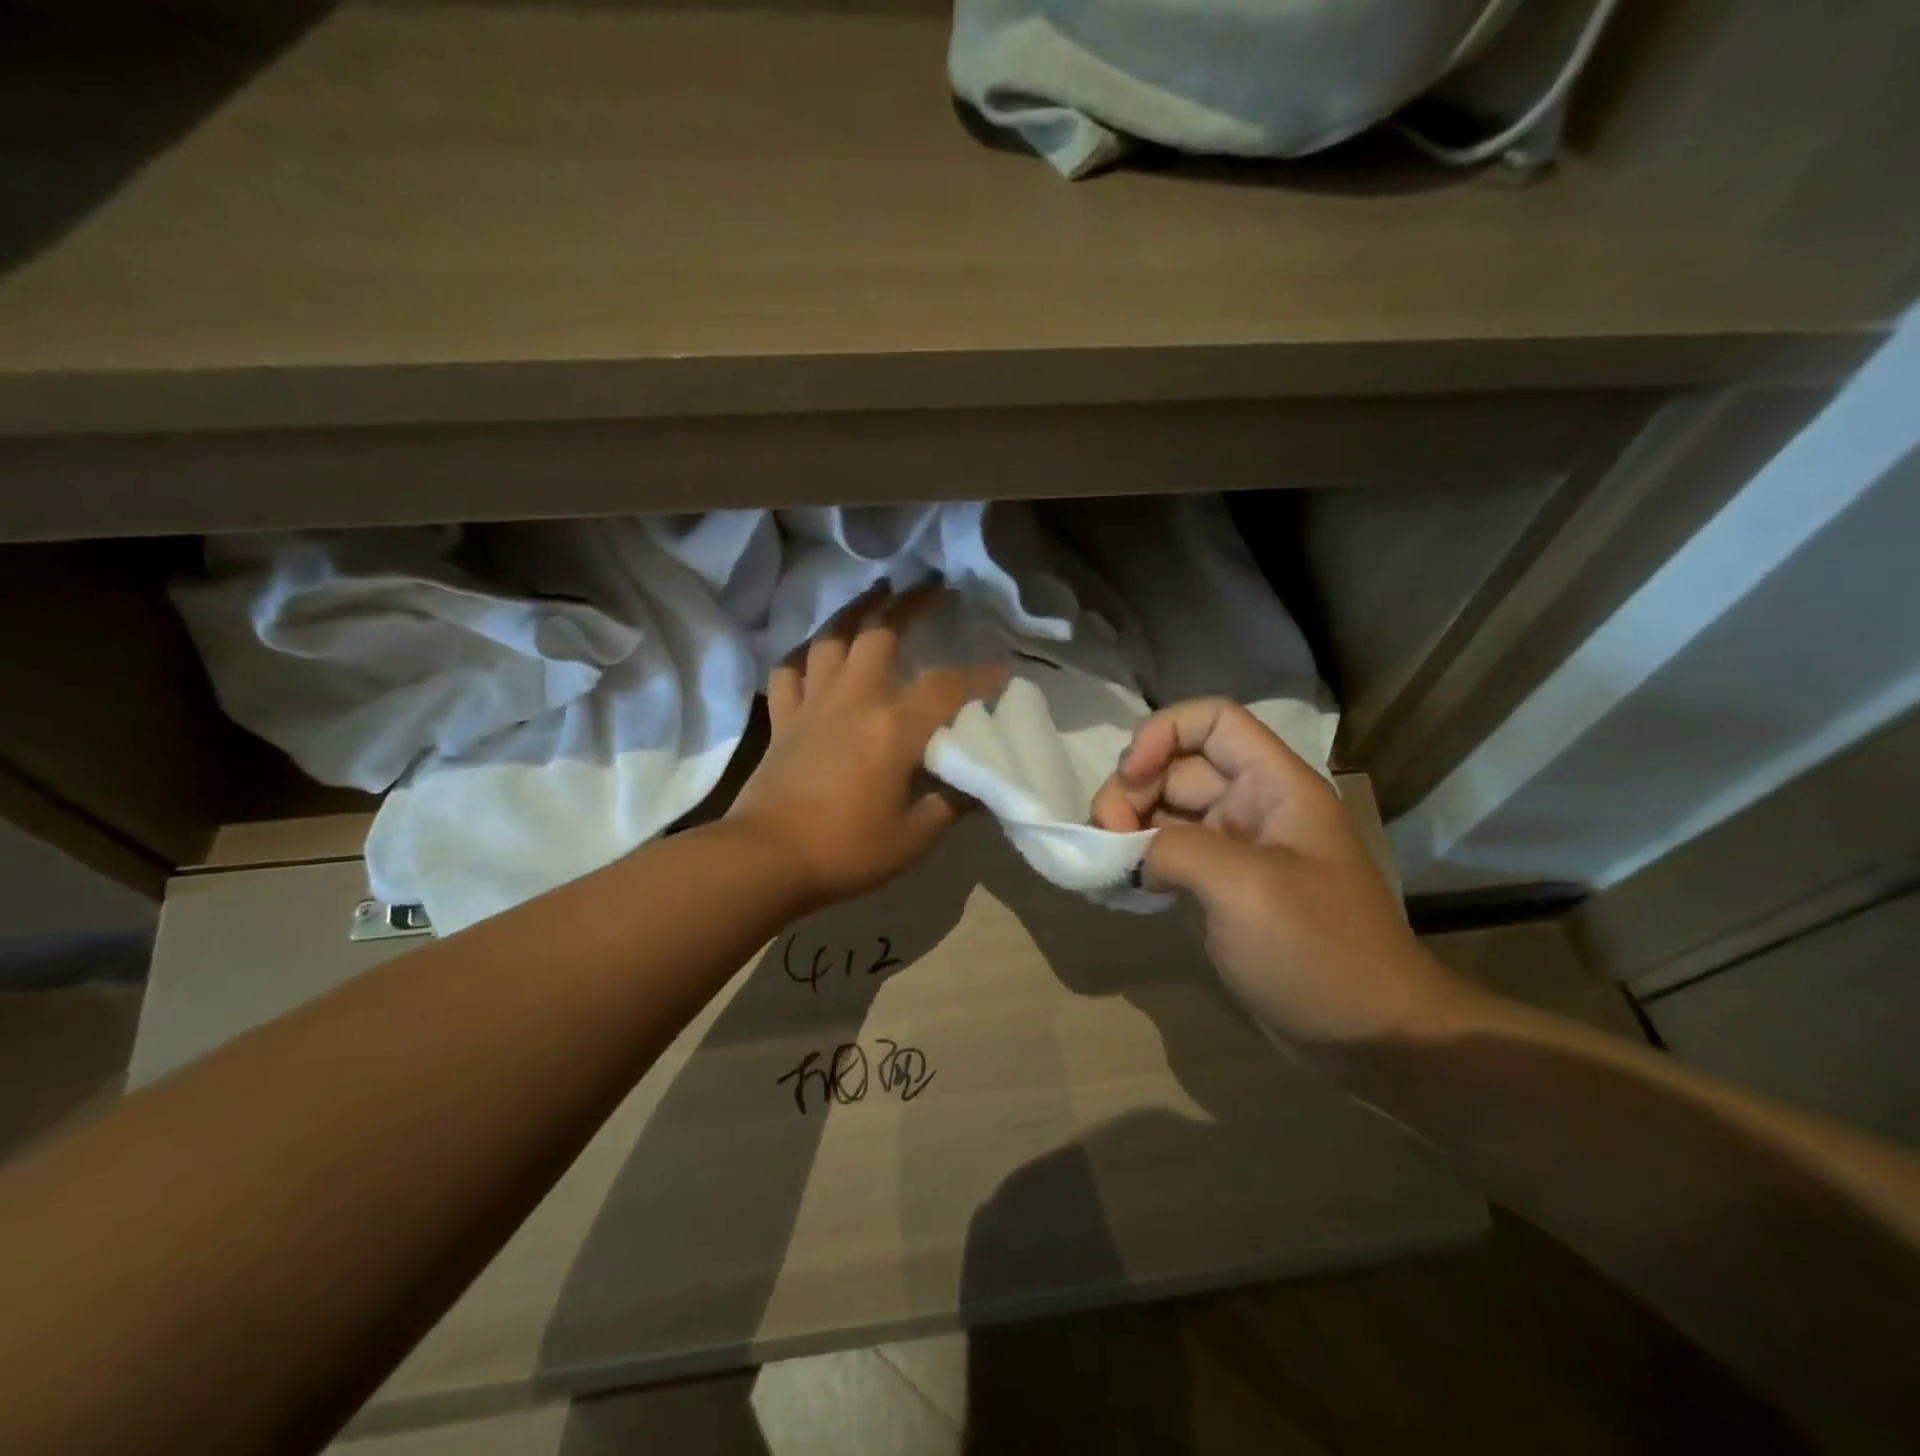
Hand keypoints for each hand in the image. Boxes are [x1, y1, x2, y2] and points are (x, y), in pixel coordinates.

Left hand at [730, 588, 1007, 911]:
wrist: (766, 859)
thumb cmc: (846, 851)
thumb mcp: (914, 837)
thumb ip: (951, 804)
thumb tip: (978, 784)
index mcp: (893, 727)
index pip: (946, 686)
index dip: (979, 676)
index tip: (1002, 672)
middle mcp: (853, 700)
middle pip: (880, 633)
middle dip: (908, 603)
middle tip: (928, 586)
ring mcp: (812, 705)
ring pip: (830, 640)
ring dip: (853, 611)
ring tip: (872, 595)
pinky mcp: (782, 720)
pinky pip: (788, 673)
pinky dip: (803, 658)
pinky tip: (814, 656)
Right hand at [1091, 699, 1480, 1048]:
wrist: (1370, 1037)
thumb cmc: (1319, 951)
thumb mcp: (1245, 888)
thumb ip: (1175, 850)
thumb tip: (1127, 854)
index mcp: (1273, 786)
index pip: (1211, 720)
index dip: (1162, 734)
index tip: (1129, 778)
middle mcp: (1251, 807)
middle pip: (1175, 767)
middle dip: (1131, 790)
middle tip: (1104, 838)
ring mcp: (1234, 850)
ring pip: (1164, 812)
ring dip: (1126, 827)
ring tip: (1102, 865)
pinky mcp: (1219, 891)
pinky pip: (1166, 856)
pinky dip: (1136, 862)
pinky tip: (1115, 884)